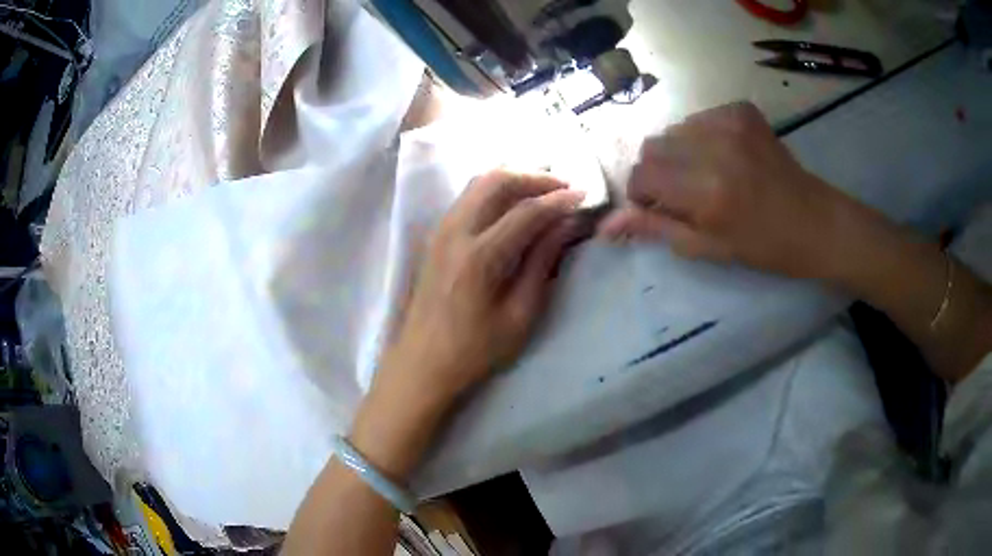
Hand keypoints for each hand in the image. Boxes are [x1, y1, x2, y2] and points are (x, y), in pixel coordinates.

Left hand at [351, 170, 585, 477]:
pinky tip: (511, 205)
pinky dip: (493, 190)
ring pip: (478, 184)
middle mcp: (456, 233)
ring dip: (512, 179)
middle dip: (533, 178)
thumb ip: (542, 263)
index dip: (558, 200)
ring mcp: (440, 231)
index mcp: (480, 257)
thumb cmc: (475, 350)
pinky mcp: (435, 236)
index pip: (526, 212)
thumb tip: (566, 226)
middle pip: (496, 181)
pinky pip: (467, 197)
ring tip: (541, 192)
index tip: (583, 195)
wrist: (422, 363)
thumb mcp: (519, 315)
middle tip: (562, 188)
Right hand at [599, 102, 864, 279]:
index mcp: (707, 191)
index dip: (641, 193)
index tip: (657, 207)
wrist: (817, 222)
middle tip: (682, 194)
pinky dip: (698, 138)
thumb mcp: (709, 248)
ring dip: (677, 154)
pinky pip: (697, 119)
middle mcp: (714, 147)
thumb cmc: (766, 247)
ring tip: (706, 175)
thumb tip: (606, 225)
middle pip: (652, 147)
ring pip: (673, 131)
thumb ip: (656, 228)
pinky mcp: (741, 110)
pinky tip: (723, 158)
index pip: (642, 175)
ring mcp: (729, 122)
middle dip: (656, 172)